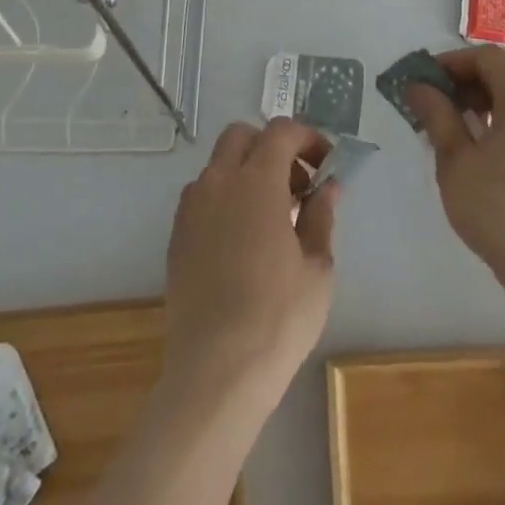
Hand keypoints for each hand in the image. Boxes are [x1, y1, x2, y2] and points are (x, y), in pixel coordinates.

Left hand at [161, 117, 338, 411]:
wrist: (216, 372)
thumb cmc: (278, 317)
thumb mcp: (317, 266)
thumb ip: (321, 215)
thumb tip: (327, 187)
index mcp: (256, 182)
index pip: (281, 132)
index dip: (307, 138)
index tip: (326, 164)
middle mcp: (218, 183)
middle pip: (242, 136)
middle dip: (272, 147)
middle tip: (297, 185)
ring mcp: (191, 209)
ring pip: (218, 165)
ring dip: (247, 172)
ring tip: (272, 216)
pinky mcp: (177, 236)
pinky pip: (202, 196)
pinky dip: (226, 198)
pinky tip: (243, 240)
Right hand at [408, 46, 504, 290]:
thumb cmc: (500, 209)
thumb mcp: (456, 159)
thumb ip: (437, 114)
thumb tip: (418, 87)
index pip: (486, 57)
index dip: (450, 63)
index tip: (422, 82)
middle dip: (470, 79)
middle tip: (437, 101)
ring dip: (490, 98)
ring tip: (458, 124)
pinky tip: (489, 147)